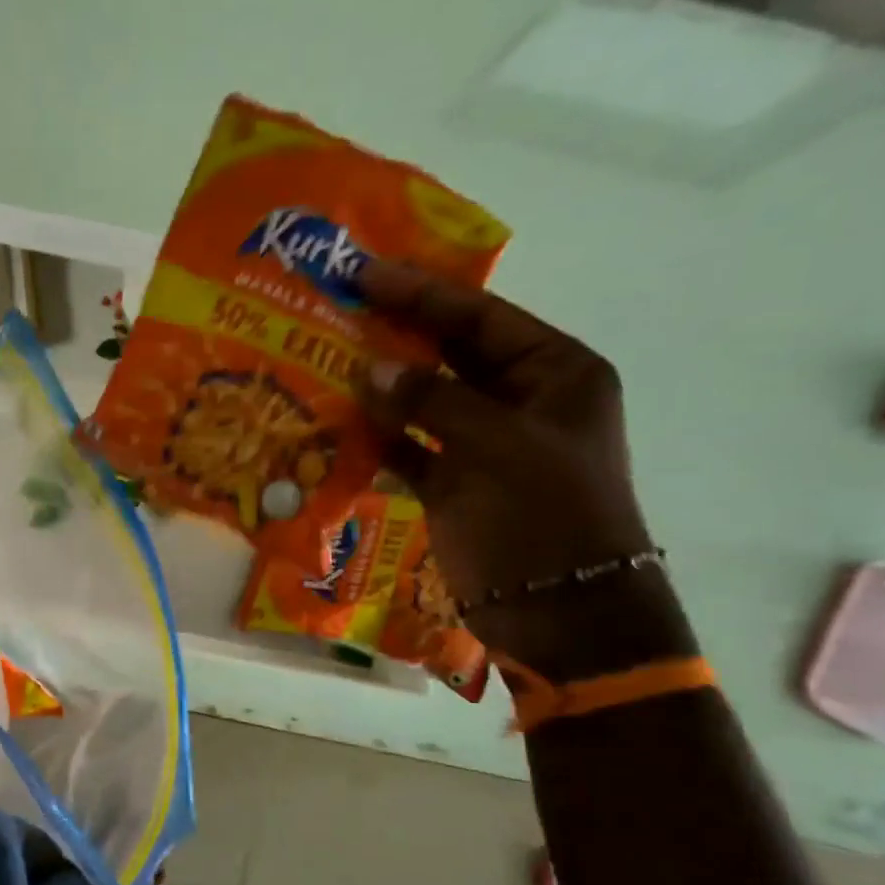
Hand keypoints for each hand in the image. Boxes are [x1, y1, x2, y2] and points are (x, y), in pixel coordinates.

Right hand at [358, 261, 692, 677]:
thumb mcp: (495, 447)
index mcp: (554, 374)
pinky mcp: (456, 485)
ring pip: (424, 401)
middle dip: (396, 333)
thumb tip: (371, 368)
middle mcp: (520, 401)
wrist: (560, 613)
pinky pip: (410, 448)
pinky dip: (378, 437)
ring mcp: (485, 445)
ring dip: (380, 385)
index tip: (365, 272)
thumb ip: (432, 402)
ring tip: (324, 359)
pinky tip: (337, 424)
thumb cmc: (544, 518)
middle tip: (336, 308)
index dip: (421, 293)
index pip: (480, 318)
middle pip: (450, 354)